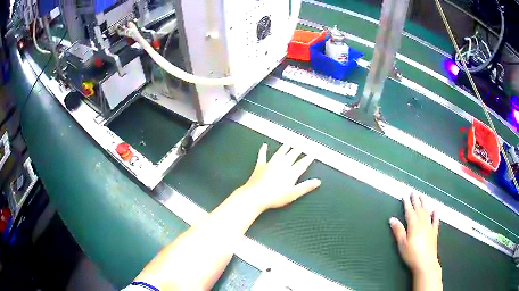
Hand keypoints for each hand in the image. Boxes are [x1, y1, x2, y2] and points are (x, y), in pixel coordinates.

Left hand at [237, 143, 320, 211]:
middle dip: (297, 150)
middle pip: (291, 155)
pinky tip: (264, 145)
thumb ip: (306, 187)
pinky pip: (262, 155)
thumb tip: (318, 181)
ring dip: (285, 148)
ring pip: (279, 153)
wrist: (255, 196)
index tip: (313, 153)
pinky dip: (263, 150)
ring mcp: (270, 164)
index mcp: (291, 173)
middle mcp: (282, 165)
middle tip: (302, 144)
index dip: (308, 158)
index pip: (302, 164)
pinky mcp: (260, 165)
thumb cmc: (275, 197)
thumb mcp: (293, 194)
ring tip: (289, 143)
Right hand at [390, 193, 440, 275]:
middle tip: (413, 192)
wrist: (426, 262)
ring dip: (424, 203)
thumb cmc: (412, 254)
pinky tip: (435, 210)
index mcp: (414, 225)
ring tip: (422, 196)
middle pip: (419, 209)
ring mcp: (430, 226)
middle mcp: (423, 222)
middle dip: (416, 200)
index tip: (404, 195)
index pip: (409, 211)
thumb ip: (398, 231)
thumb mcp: (402, 244)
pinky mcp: (434, 232)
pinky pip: (435, 220)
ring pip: (427, 212)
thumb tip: (392, 218)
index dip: (407, 203)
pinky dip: (435, 215)